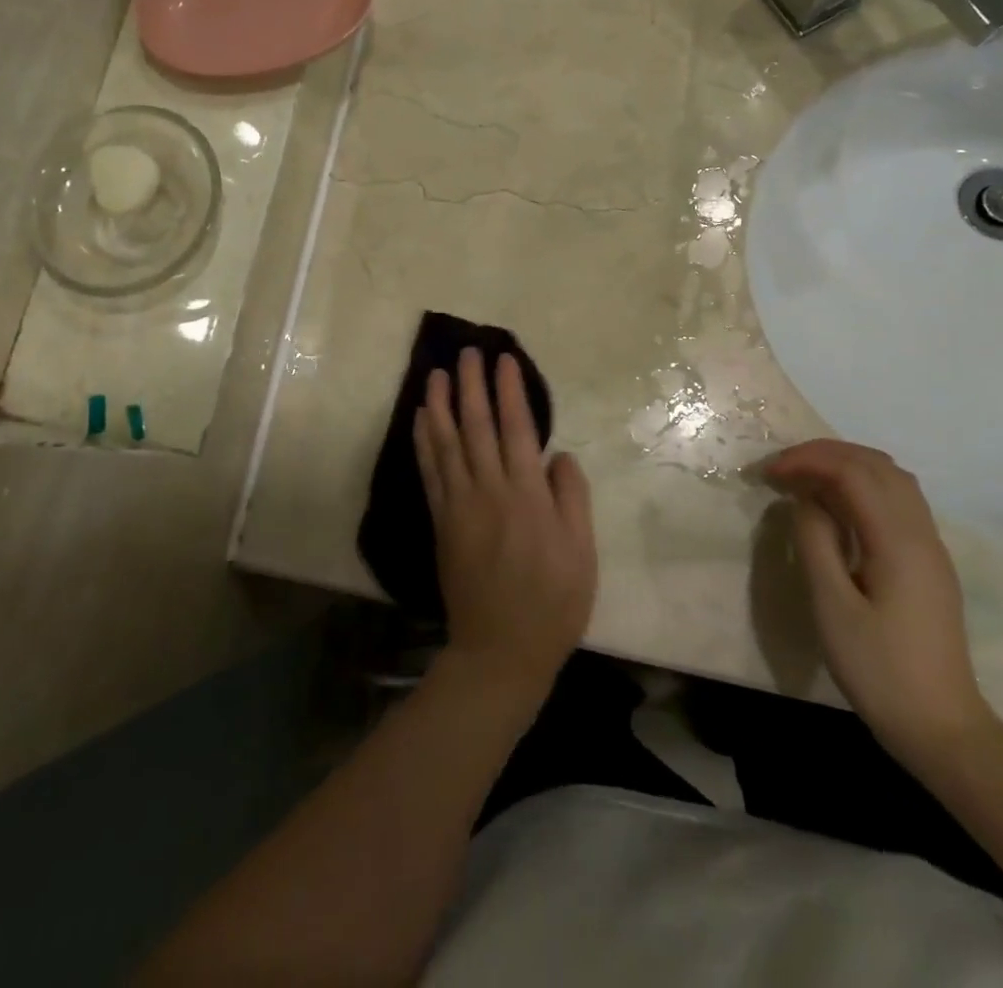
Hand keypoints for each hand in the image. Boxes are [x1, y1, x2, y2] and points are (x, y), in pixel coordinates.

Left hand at [413, 349, 597, 696]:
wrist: (501, 651)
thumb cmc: (553, 602)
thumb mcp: (582, 553)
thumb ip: (572, 498)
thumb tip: (558, 455)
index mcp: (528, 496)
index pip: (517, 429)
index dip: (509, 391)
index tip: (504, 360)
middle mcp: (490, 491)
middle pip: (477, 426)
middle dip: (472, 385)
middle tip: (467, 352)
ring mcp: (460, 505)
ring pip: (447, 443)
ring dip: (441, 404)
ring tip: (436, 373)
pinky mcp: (441, 522)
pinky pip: (430, 473)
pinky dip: (423, 442)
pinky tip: (420, 420)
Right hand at [765, 439, 997, 772]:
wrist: (943, 728)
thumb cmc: (879, 669)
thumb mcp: (832, 606)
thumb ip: (815, 542)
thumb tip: (804, 498)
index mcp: (898, 541)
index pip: (853, 472)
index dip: (807, 460)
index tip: (768, 473)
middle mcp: (921, 533)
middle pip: (877, 465)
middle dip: (826, 454)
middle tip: (782, 467)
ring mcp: (930, 547)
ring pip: (892, 479)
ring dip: (846, 465)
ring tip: (805, 477)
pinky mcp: (928, 562)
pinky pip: (898, 500)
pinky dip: (863, 485)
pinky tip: (836, 505)